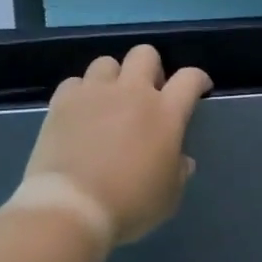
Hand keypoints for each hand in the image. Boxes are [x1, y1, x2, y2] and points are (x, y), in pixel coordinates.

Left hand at [16, 44, 212, 246]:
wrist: (72, 206)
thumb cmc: (130, 205)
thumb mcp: (169, 197)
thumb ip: (178, 171)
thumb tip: (181, 159)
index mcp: (166, 113)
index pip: (190, 78)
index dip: (198, 79)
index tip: (199, 89)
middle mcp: (132, 92)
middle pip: (145, 54)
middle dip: (152, 68)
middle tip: (149, 93)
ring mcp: (94, 93)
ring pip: (107, 62)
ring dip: (113, 77)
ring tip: (110, 100)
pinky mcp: (63, 101)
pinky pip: (74, 82)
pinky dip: (80, 93)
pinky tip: (80, 112)